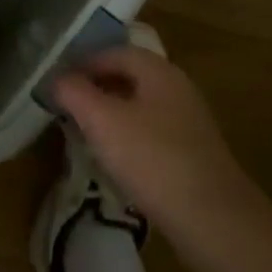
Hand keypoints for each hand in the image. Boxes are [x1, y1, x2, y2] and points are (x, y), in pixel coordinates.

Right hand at [50, 46, 261, 240]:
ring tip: (85, 133)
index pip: (114, 52)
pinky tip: (116, 160)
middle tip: (67, 106)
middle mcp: (178, 88)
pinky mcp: (193, 153)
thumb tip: (58, 78)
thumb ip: (75, 93)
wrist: (213, 219)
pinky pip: (152, 132)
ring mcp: (189, 122)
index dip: (83, 63)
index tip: (58, 83)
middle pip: (130, 77)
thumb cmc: (152, 159)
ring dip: (111, 113)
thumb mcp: (102, 121)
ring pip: (141, 105)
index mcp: (159, 71)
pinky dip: (129, 136)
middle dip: (96, 87)